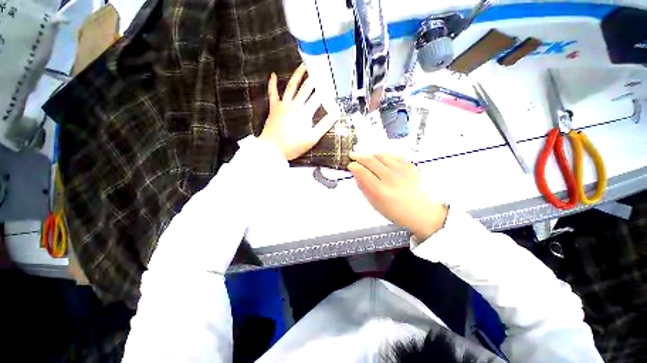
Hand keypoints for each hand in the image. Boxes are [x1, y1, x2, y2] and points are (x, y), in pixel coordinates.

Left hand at [259, 64, 337, 160]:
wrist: (272, 149)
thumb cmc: (294, 146)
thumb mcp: (312, 138)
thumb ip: (324, 125)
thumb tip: (337, 113)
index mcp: (305, 112)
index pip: (318, 98)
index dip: (325, 91)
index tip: (332, 84)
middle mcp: (295, 104)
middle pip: (306, 89)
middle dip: (314, 79)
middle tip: (320, 69)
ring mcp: (283, 105)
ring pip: (291, 86)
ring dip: (298, 75)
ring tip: (303, 65)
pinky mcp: (274, 108)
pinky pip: (273, 93)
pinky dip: (272, 83)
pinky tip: (273, 74)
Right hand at [348, 153, 447, 240]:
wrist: (422, 212)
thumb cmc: (397, 212)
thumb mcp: (375, 204)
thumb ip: (364, 188)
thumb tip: (356, 175)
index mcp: (381, 191)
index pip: (362, 172)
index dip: (353, 166)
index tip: (350, 165)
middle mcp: (391, 178)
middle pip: (370, 160)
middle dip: (358, 156)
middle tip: (353, 156)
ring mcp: (402, 170)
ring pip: (381, 155)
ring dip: (370, 155)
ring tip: (366, 158)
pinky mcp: (410, 166)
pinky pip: (393, 155)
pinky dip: (384, 155)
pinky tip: (380, 158)